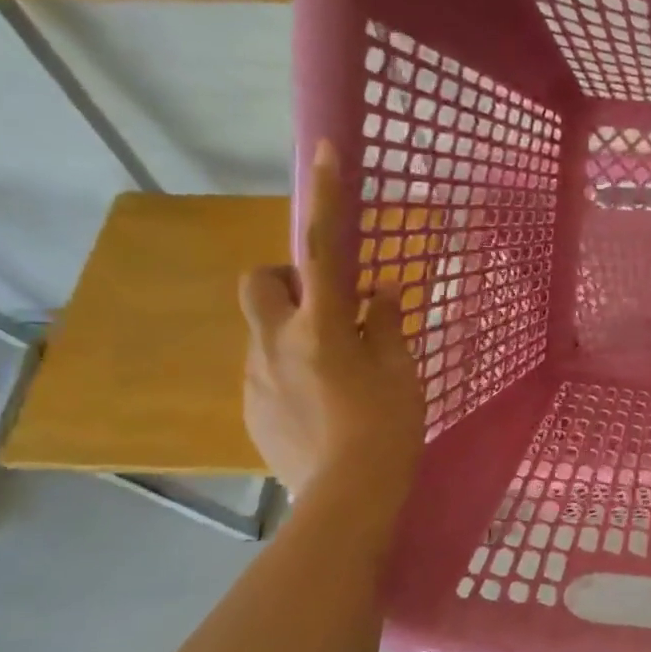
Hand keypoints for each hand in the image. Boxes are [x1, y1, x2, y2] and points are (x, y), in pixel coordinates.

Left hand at [239, 141, 424, 505]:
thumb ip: (386, 324)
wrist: (346, 500)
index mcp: (320, 327)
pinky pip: (265, 370)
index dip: (324, 197)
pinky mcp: (249, 408)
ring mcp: (255, 377)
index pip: (320, 248)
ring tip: (335, 375)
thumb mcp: (400, 372)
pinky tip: (321, 407)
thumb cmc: (386, 429)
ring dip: (294, 333)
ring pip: (264, 331)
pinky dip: (289, 371)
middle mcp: (275, 343)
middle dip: (285, 281)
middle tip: (326, 309)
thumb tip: (377, 292)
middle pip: (259, 282)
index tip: (324, 151)